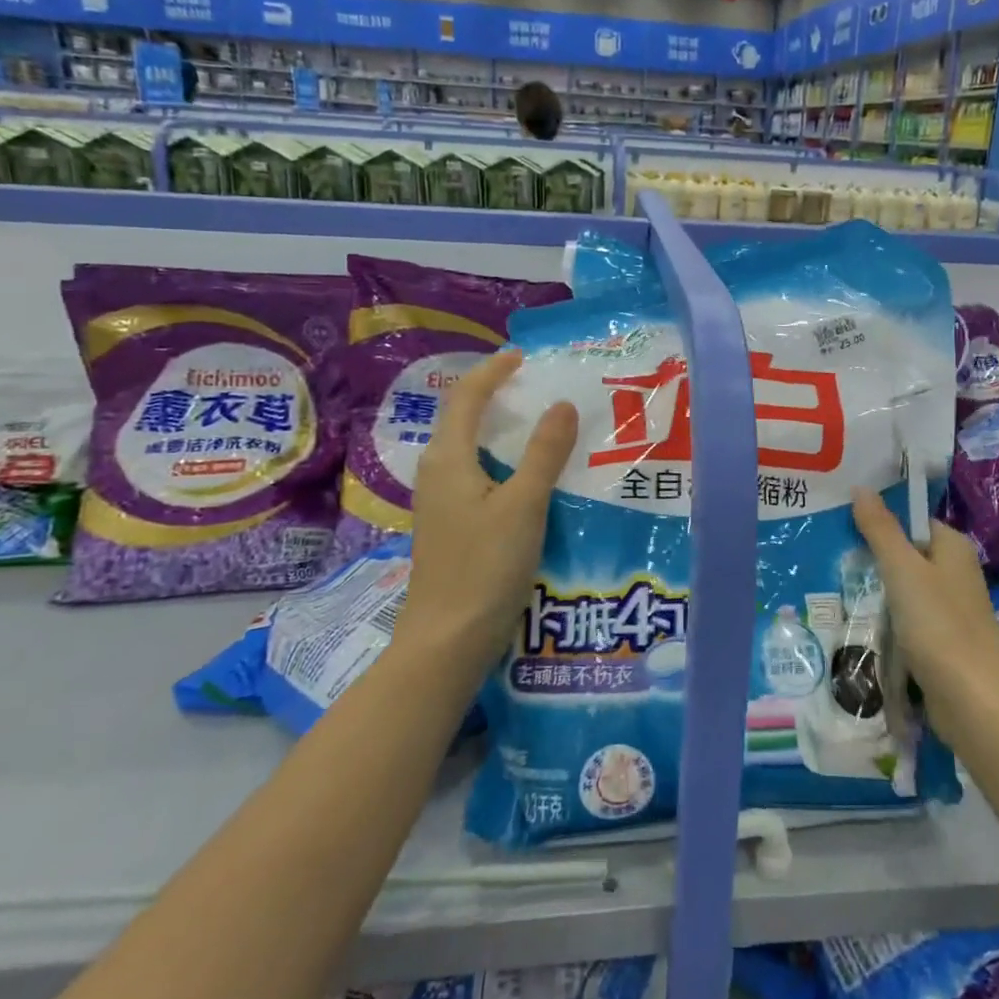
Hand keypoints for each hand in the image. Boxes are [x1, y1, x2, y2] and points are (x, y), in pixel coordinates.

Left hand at [401, 351, 577, 672]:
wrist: (447, 640)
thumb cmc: (485, 567)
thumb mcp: (524, 505)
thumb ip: (545, 453)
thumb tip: (561, 404)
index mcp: (448, 459)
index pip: (465, 397)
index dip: (492, 372)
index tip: (522, 357)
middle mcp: (436, 473)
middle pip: (460, 418)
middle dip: (492, 395)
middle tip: (534, 385)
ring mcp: (439, 502)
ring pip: (466, 447)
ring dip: (495, 427)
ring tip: (535, 423)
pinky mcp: (449, 525)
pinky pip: (472, 472)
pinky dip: (497, 457)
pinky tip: (524, 475)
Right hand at [850, 489, 998, 746]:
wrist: (972, 700)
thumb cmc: (938, 625)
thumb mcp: (902, 570)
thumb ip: (881, 530)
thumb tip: (861, 488)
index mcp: (953, 547)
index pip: (912, 521)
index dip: (880, 521)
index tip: (843, 526)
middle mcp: (957, 573)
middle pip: (907, 555)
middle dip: (874, 559)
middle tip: (832, 557)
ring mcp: (952, 609)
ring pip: (906, 589)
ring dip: (878, 593)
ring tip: (836, 589)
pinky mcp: (944, 640)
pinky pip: (910, 619)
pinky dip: (889, 620)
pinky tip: (861, 624)